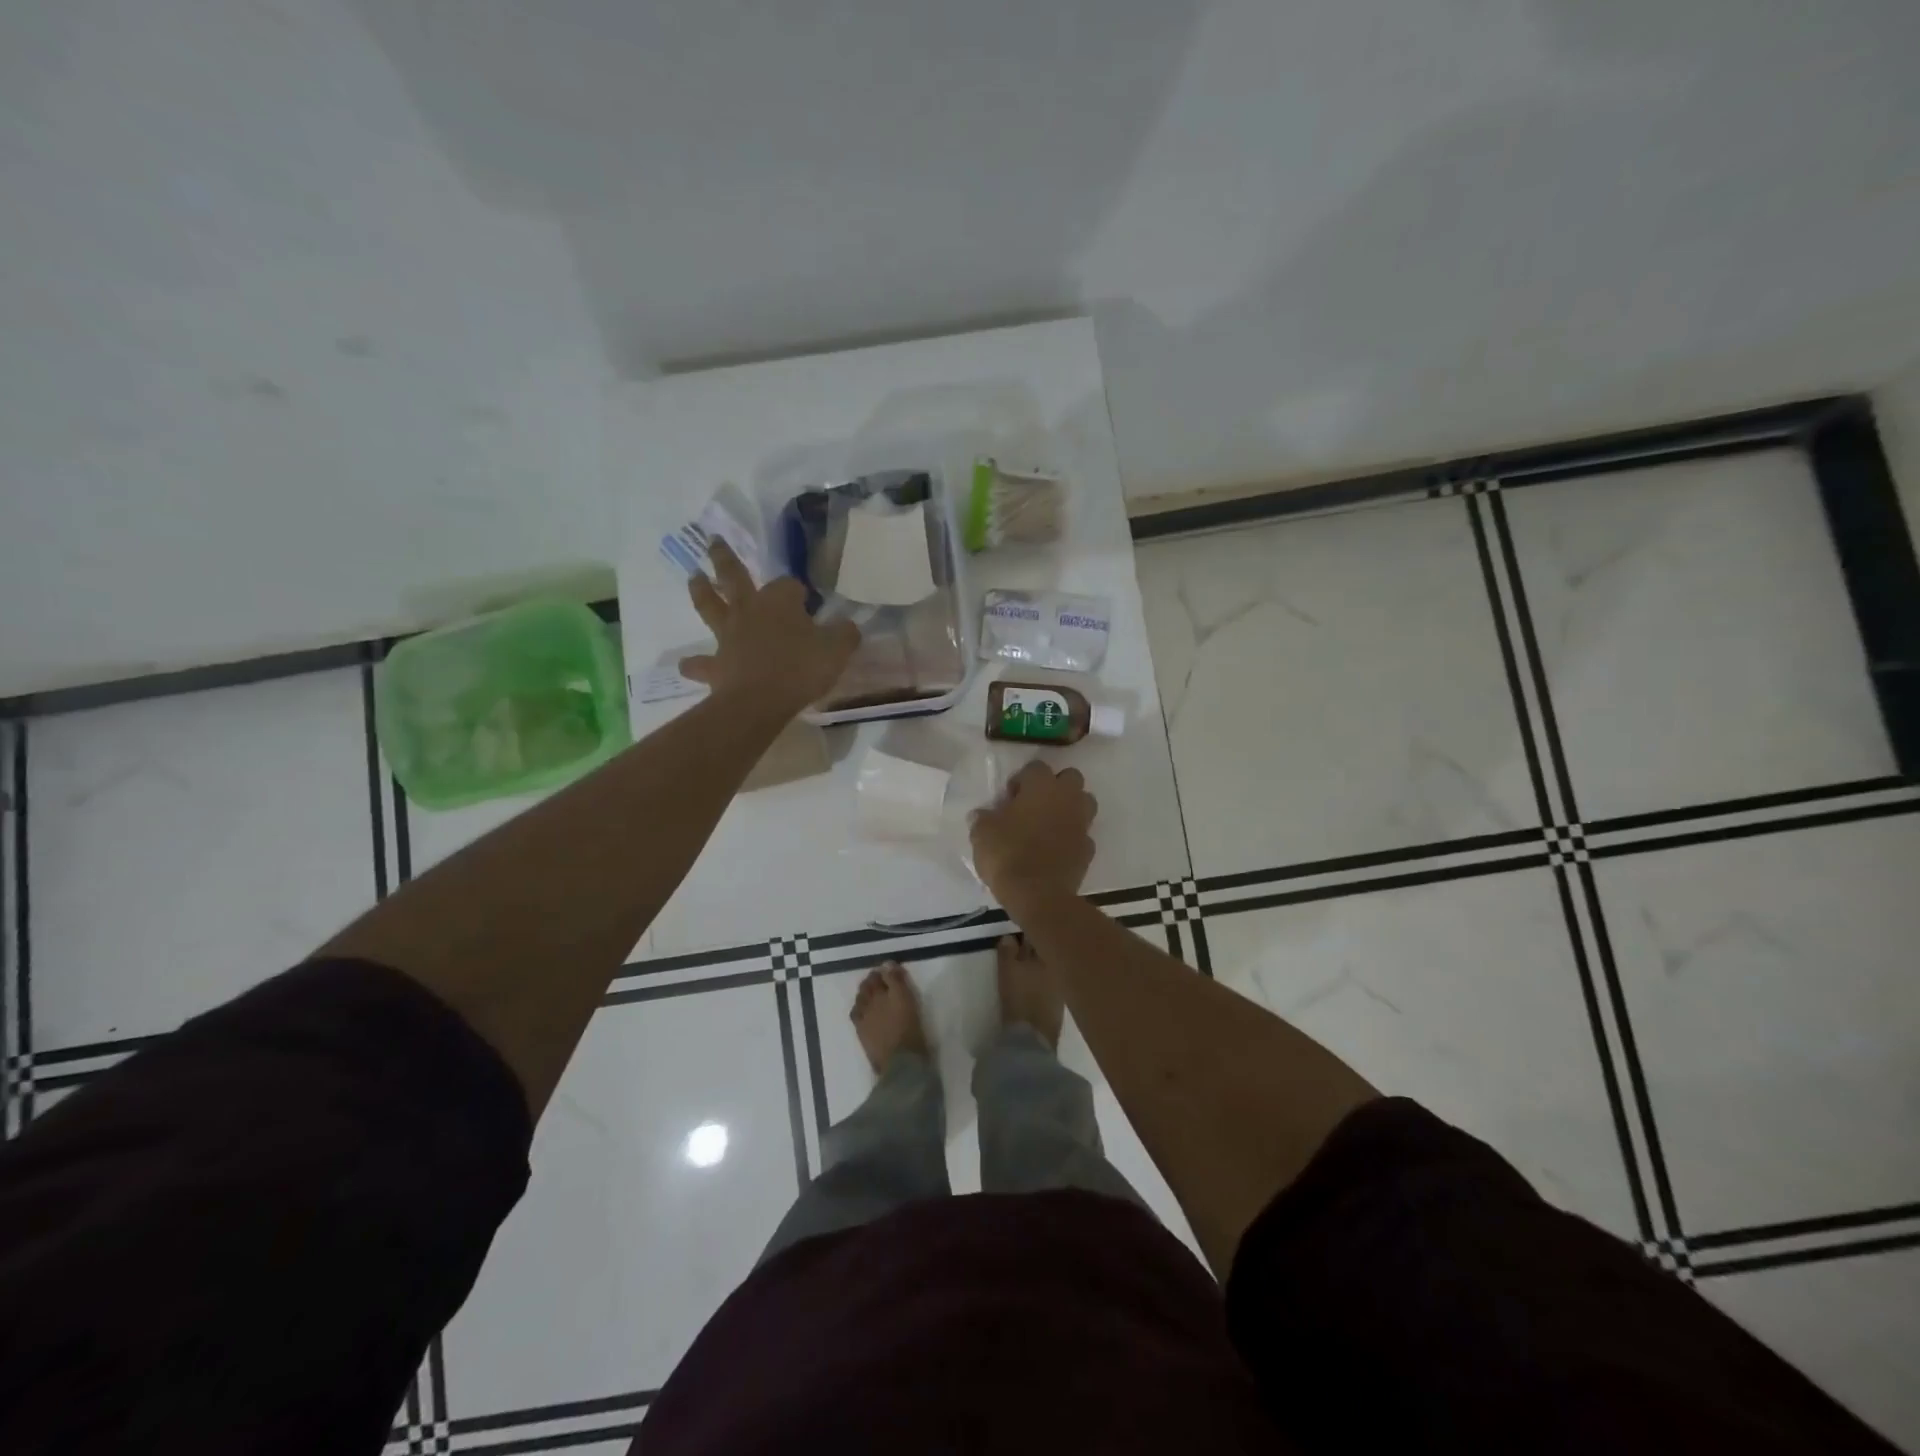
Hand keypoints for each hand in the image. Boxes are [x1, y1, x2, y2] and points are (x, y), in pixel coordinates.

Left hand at [680, 539, 859, 713]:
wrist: (761, 701)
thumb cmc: (801, 668)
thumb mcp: (837, 649)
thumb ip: (844, 634)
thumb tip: (847, 628)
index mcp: (780, 601)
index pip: (790, 585)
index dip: (798, 592)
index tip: (808, 602)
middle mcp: (749, 610)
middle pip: (734, 576)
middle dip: (724, 558)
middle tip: (712, 541)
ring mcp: (728, 636)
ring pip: (709, 606)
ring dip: (700, 590)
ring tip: (693, 577)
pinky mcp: (717, 665)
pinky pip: (701, 663)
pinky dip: (693, 664)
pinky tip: (686, 665)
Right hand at [970, 760, 1097, 911]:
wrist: (1038, 894)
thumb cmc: (1007, 854)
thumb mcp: (982, 833)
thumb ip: (983, 818)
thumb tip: (982, 814)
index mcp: (1041, 786)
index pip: (1035, 767)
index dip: (1021, 780)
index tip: (1009, 798)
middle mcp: (1067, 798)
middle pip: (1069, 778)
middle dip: (1055, 786)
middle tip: (1034, 805)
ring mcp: (1082, 823)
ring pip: (1084, 803)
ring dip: (1069, 808)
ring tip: (1048, 825)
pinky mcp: (1089, 849)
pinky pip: (1082, 834)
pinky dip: (1072, 837)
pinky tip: (1056, 850)